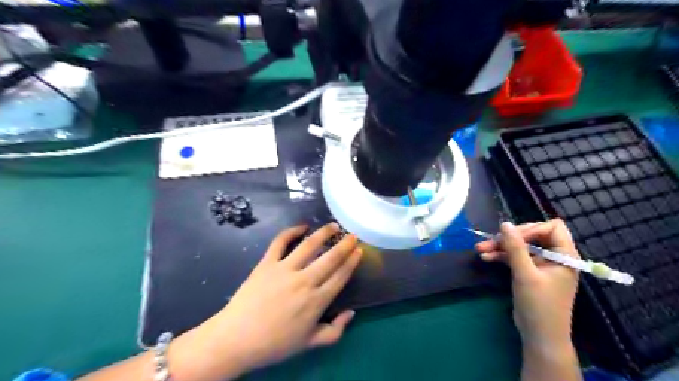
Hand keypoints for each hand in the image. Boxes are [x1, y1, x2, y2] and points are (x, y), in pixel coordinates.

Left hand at [167, 224, 362, 380]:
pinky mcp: (267, 263)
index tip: (359, 250)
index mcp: (316, 301)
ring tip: (332, 226)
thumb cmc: (275, 343)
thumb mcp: (309, 344)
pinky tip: (301, 226)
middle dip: (344, 245)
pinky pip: (280, 242)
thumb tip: (351, 312)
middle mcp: (304, 281)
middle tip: (352, 235)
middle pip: (330, 258)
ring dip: (323, 233)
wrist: (236, 339)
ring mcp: (284, 269)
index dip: (352, 262)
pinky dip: (291, 231)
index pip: (340, 276)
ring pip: (309, 245)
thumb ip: (334, 330)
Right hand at [476, 220, 577, 353]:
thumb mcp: (525, 274)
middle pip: (532, 235)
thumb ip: (515, 247)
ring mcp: (541, 264)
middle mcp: (554, 256)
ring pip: (520, 246)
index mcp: (564, 255)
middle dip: (510, 238)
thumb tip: (504, 224)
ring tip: (480, 249)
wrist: (539, 336)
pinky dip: (501, 256)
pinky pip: (515, 257)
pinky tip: (486, 257)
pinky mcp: (529, 272)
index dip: (531, 229)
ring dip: (501, 246)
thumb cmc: (539, 305)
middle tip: (490, 242)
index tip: (512, 237)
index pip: (552, 228)